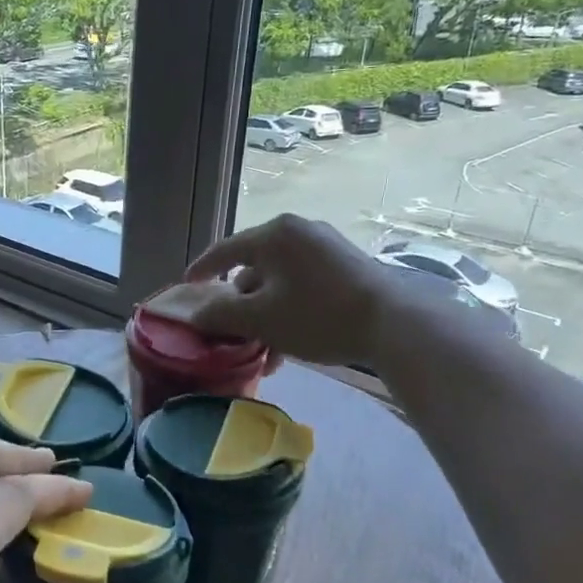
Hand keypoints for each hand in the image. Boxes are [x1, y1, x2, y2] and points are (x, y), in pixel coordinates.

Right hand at [170, 214, 393, 366]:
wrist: (394, 324)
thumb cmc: (317, 315)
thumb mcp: (261, 320)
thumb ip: (221, 315)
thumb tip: (195, 315)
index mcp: (274, 234)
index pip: (224, 250)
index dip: (202, 271)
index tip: (187, 288)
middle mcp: (299, 231)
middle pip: (254, 267)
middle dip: (241, 305)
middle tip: (232, 332)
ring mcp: (327, 246)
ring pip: (280, 281)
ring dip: (267, 314)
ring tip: (266, 351)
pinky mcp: (347, 265)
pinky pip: (304, 284)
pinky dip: (291, 309)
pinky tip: (293, 344)